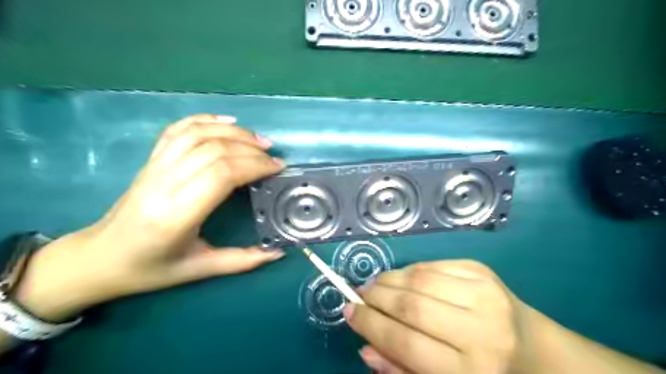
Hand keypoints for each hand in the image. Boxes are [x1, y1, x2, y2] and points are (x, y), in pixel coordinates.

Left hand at [12, 114, 283, 320]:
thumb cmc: (150, 268)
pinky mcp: (150, 160)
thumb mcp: (199, 270)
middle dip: (250, 150)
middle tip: (273, 157)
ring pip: (197, 134)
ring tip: (258, 140)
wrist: (99, 258)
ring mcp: (154, 167)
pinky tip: (227, 121)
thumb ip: (242, 261)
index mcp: (176, 215)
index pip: (221, 174)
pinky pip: (178, 130)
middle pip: (214, 151)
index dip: (254, 166)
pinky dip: (205, 119)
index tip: (277, 168)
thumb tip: (277, 253)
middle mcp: (164, 184)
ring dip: (233, 132)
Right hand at [345, 261, 528, 372]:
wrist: (535, 350)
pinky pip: (433, 265)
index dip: (370, 324)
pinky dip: (410, 270)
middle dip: (376, 297)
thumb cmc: (485, 373)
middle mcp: (480, 330)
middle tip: (359, 294)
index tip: (349, 311)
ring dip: (389, 279)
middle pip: (411, 306)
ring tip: (375, 285)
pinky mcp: (482, 271)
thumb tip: (366, 347)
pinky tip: (402, 278)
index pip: (406, 343)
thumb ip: (402, 370)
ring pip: (419, 278)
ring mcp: (484, 294)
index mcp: (471, 371)